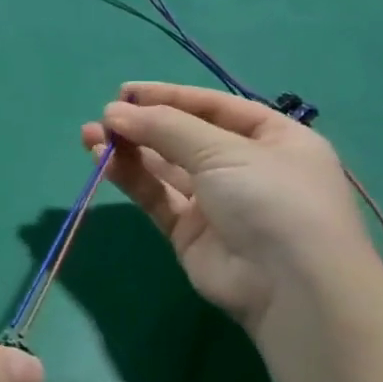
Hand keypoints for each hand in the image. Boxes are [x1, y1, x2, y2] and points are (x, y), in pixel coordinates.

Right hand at [81, 83, 382, 334]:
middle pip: (185, 136)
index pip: (214, 107)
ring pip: (164, 167)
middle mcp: (246, 167)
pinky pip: (156, 196)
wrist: (291, 289)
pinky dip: (130, 177)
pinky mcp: (190, 232)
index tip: (125, 92)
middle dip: (143, 124)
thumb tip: (113, 111)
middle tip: (104, 117)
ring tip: (90, 136)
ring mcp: (218, 202)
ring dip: (129, 149)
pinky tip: (102, 161)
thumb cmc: (272, 199)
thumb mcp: (223, 150)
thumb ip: (165, 127)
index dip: (169, 96)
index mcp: (274, 139)